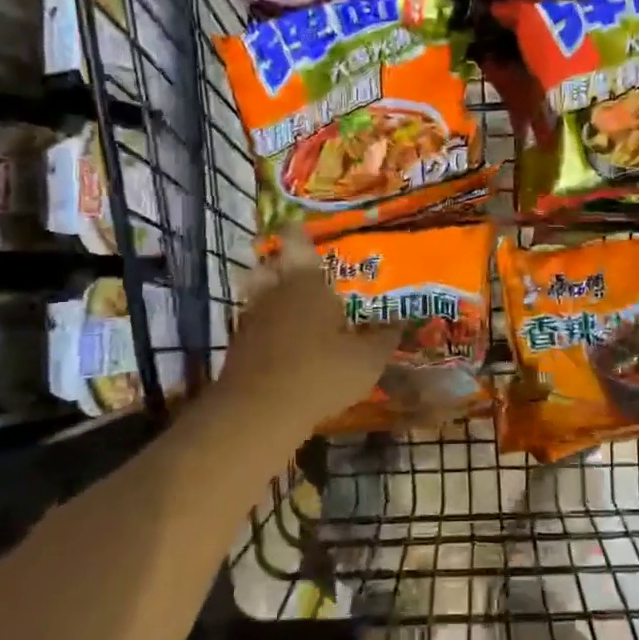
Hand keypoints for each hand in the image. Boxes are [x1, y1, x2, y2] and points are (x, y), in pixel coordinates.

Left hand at [217, 228, 398, 432]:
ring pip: (258, 294)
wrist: (259, 413)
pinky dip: (267, 328)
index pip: (297, 241)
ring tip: (294, 309)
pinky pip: (255, 324)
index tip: (302, 227)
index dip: (298, 231)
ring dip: (271, 297)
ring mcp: (251, 318)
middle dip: (281, 264)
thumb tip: (399, 322)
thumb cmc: (321, 373)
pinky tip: (285, 344)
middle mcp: (275, 291)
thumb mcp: (367, 360)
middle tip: (300, 272)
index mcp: (307, 282)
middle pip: (270, 265)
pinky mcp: (238, 346)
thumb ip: (383, 338)